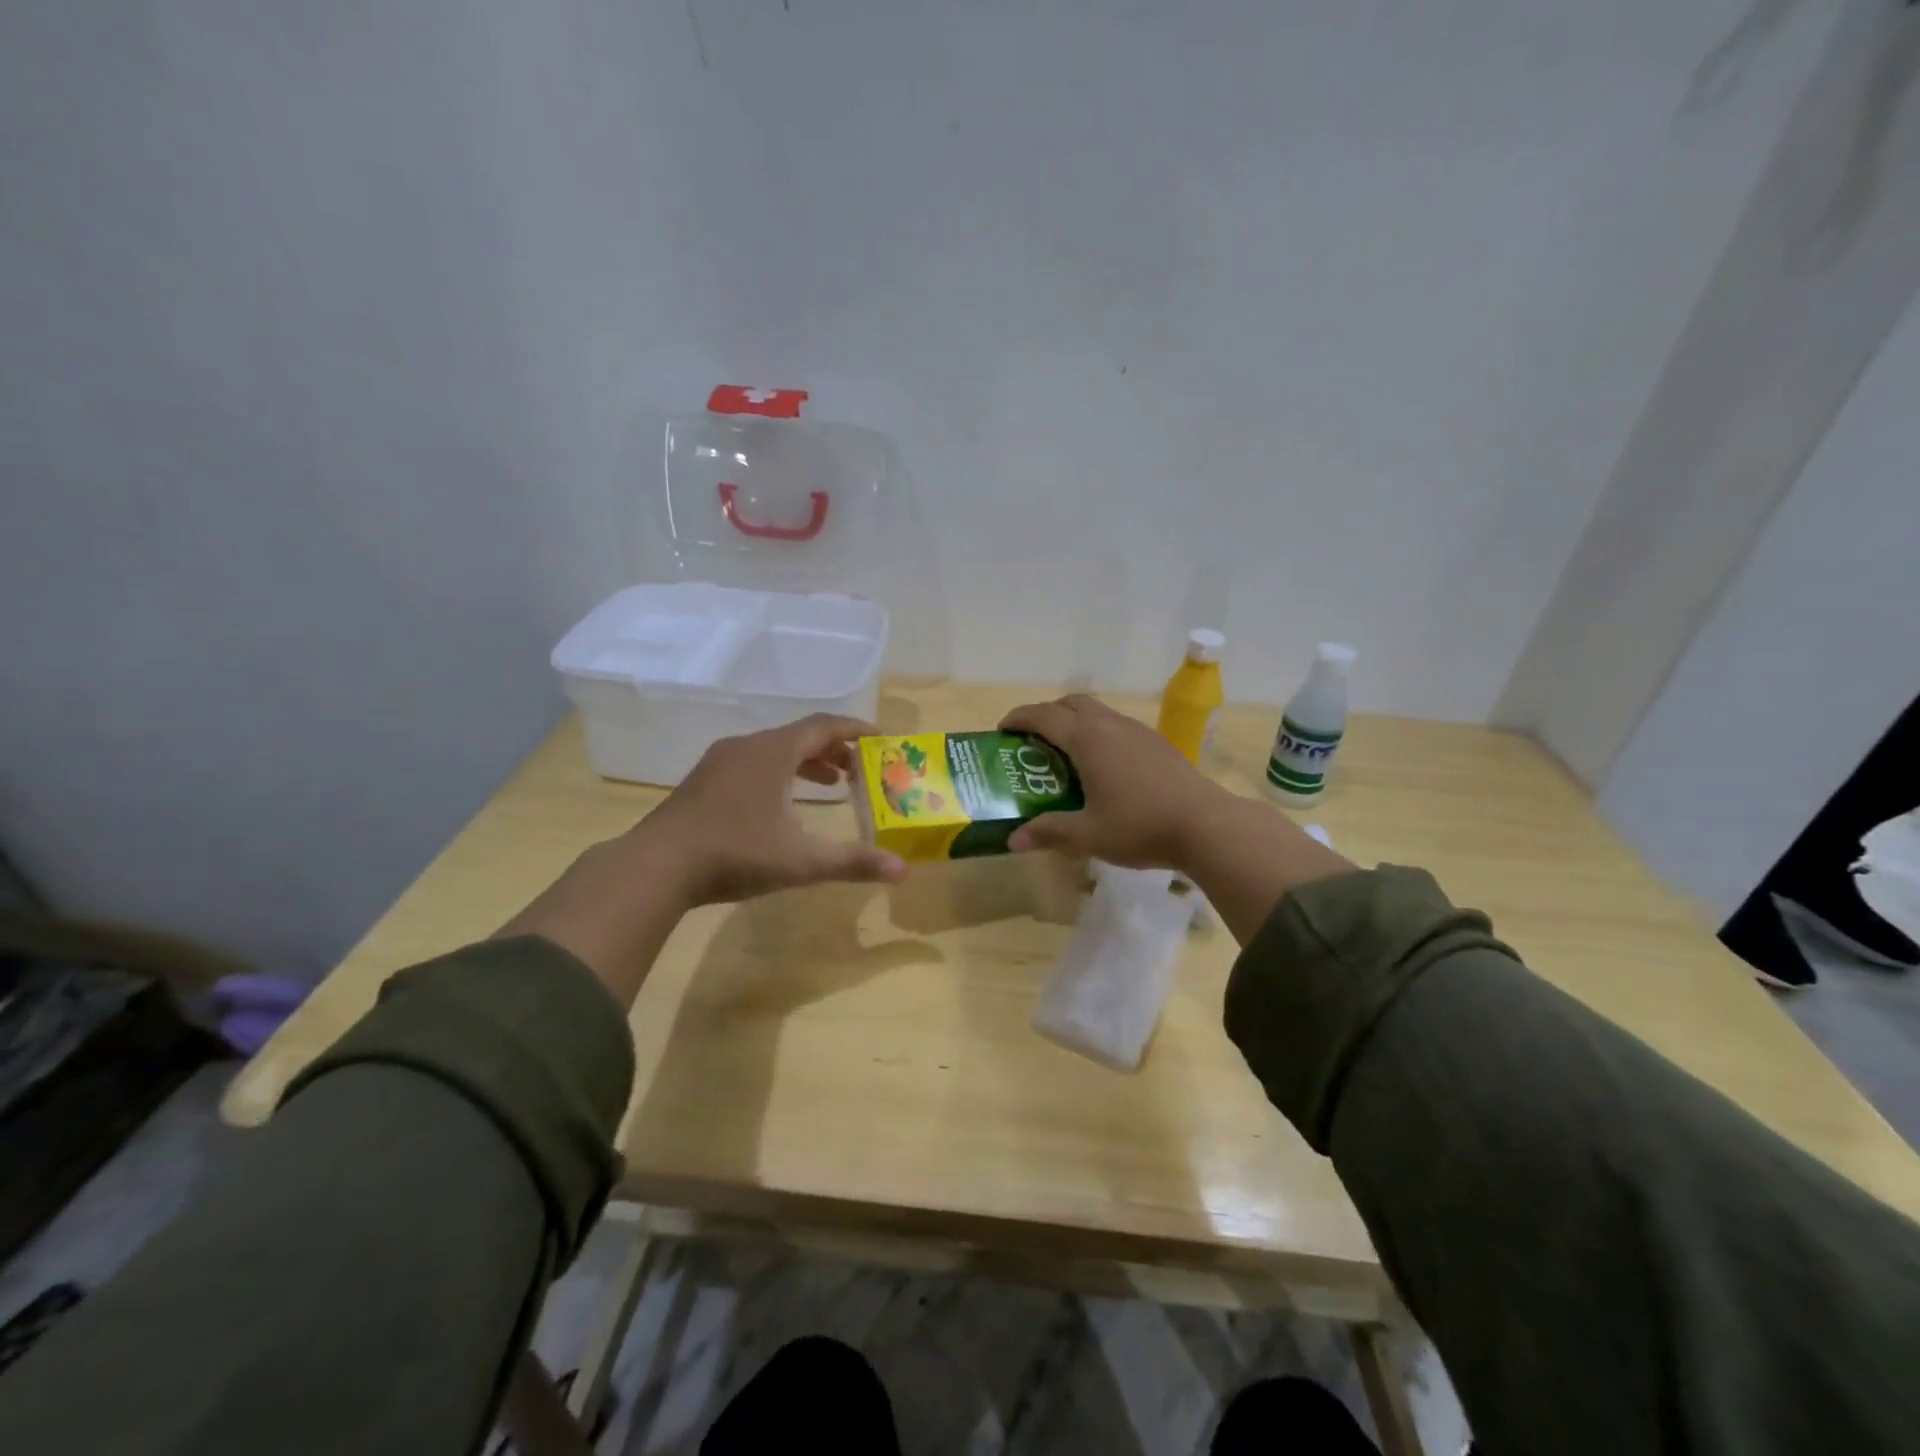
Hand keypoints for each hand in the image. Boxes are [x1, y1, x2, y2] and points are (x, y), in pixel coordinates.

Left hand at [638, 713, 906, 907]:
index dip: (855, 729)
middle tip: (859, 772)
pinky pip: (752, 764)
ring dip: (806, 764)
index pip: (823, 725)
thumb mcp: (801, 861)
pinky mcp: (703, 782)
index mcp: (773, 753)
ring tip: (830, 787)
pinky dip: (779, 774)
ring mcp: (719, 763)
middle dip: (834, 751)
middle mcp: (746, 747)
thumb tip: (903, 870)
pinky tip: (782, 805)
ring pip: (774, 751)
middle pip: (799, 736)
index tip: (881, 737)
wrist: (655, 867)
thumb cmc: (735, 854)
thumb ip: (853, 862)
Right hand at [998, 694, 1236, 870]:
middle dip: (1047, 713)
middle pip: (1071, 702)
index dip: (1019, 718)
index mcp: (1087, 739)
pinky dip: (1098, 732)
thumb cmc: (1140, 826)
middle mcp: (1110, 725)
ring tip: (1065, 752)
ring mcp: (1137, 731)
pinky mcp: (1157, 742)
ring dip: (1074, 721)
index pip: (1043, 716)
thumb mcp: (1088, 835)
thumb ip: (1049, 833)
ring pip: (1097, 711)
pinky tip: (1103, 765)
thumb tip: (1014, 840)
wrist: (1207, 825)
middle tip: (1032, 739)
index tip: (1002, 730)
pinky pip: (1117, 725)